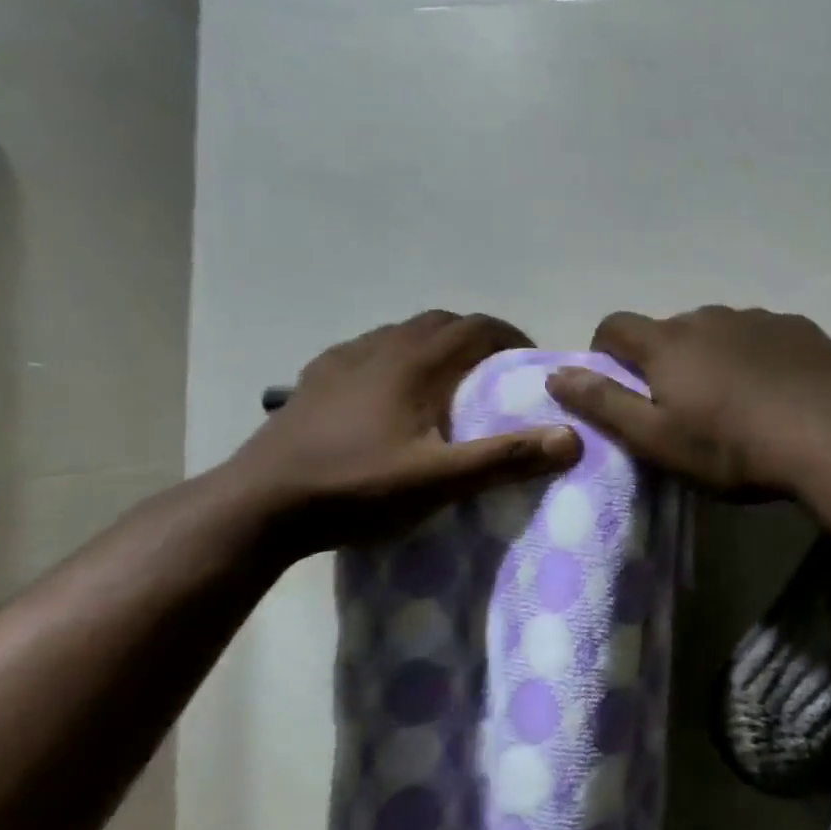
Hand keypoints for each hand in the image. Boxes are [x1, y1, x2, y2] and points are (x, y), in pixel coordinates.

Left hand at [227, 311, 581, 547]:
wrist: (257, 507)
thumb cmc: (356, 488)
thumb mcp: (440, 481)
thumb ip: (507, 458)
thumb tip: (573, 437)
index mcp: (415, 362)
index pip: (478, 327)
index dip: (512, 338)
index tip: (531, 366)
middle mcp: (381, 347)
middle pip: (442, 322)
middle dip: (477, 339)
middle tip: (496, 375)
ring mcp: (343, 360)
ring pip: (403, 333)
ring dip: (436, 346)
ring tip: (448, 383)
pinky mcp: (315, 379)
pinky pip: (369, 351)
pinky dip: (396, 358)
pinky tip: (390, 393)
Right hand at [546, 306, 830, 494]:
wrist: (828, 437)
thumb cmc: (732, 448)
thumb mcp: (658, 439)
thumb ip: (604, 404)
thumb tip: (557, 374)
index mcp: (668, 344)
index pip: (616, 326)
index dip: (607, 350)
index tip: (619, 381)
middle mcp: (709, 317)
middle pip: (671, 330)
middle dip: (667, 358)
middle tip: (686, 404)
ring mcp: (757, 318)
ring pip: (720, 330)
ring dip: (715, 354)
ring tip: (737, 399)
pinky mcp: (798, 327)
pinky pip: (763, 334)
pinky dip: (758, 353)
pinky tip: (778, 387)